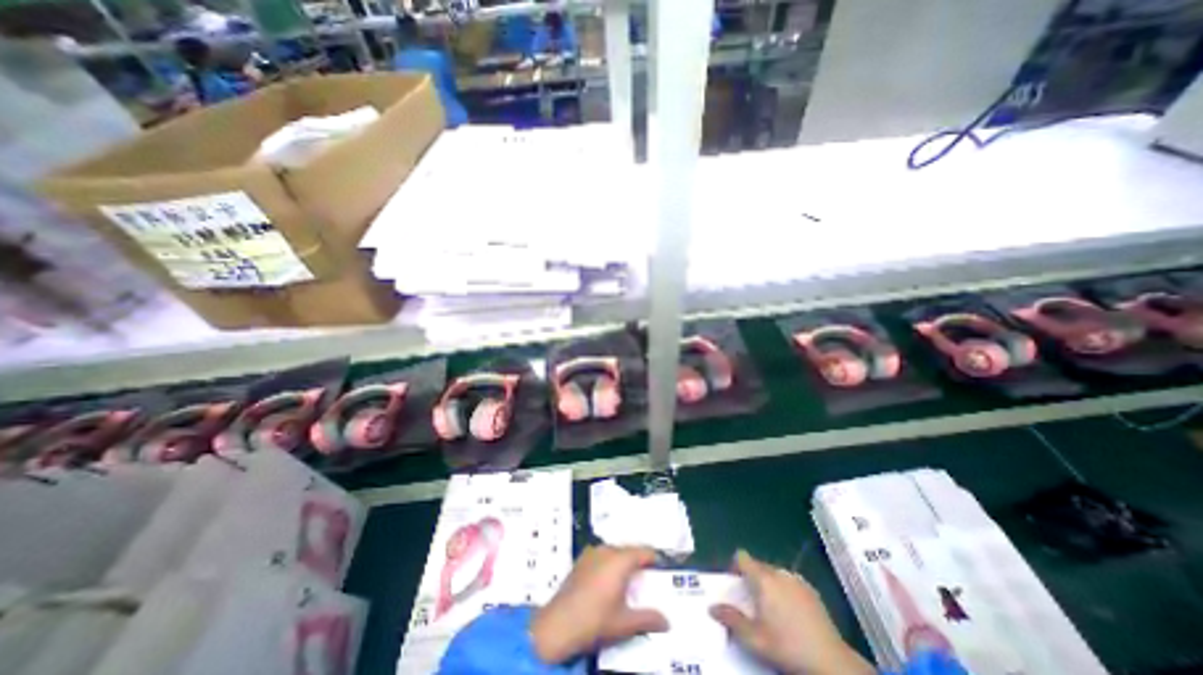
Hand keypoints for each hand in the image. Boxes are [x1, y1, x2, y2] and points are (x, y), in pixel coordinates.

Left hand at [533, 543, 671, 663]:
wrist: (558, 624)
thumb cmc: (595, 620)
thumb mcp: (625, 623)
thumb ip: (648, 619)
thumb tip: (667, 621)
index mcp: (620, 560)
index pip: (644, 551)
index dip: (654, 559)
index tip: (661, 569)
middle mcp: (607, 550)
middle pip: (629, 550)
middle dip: (638, 561)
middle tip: (646, 578)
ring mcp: (591, 553)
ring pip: (614, 552)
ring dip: (622, 562)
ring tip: (628, 580)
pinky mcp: (580, 560)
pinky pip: (601, 556)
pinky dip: (608, 563)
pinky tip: (607, 581)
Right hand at [708, 550, 869, 673]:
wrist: (831, 662)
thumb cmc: (787, 647)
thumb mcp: (754, 639)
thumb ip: (731, 619)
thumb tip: (711, 607)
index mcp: (763, 578)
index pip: (742, 557)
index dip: (735, 566)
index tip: (734, 583)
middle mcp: (778, 572)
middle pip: (758, 565)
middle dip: (752, 578)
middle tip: (751, 602)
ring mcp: (797, 579)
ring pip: (774, 573)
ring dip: (769, 584)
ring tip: (771, 608)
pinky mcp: (812, 590)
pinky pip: (790, 581)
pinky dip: (785, 590)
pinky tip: (791, 612)